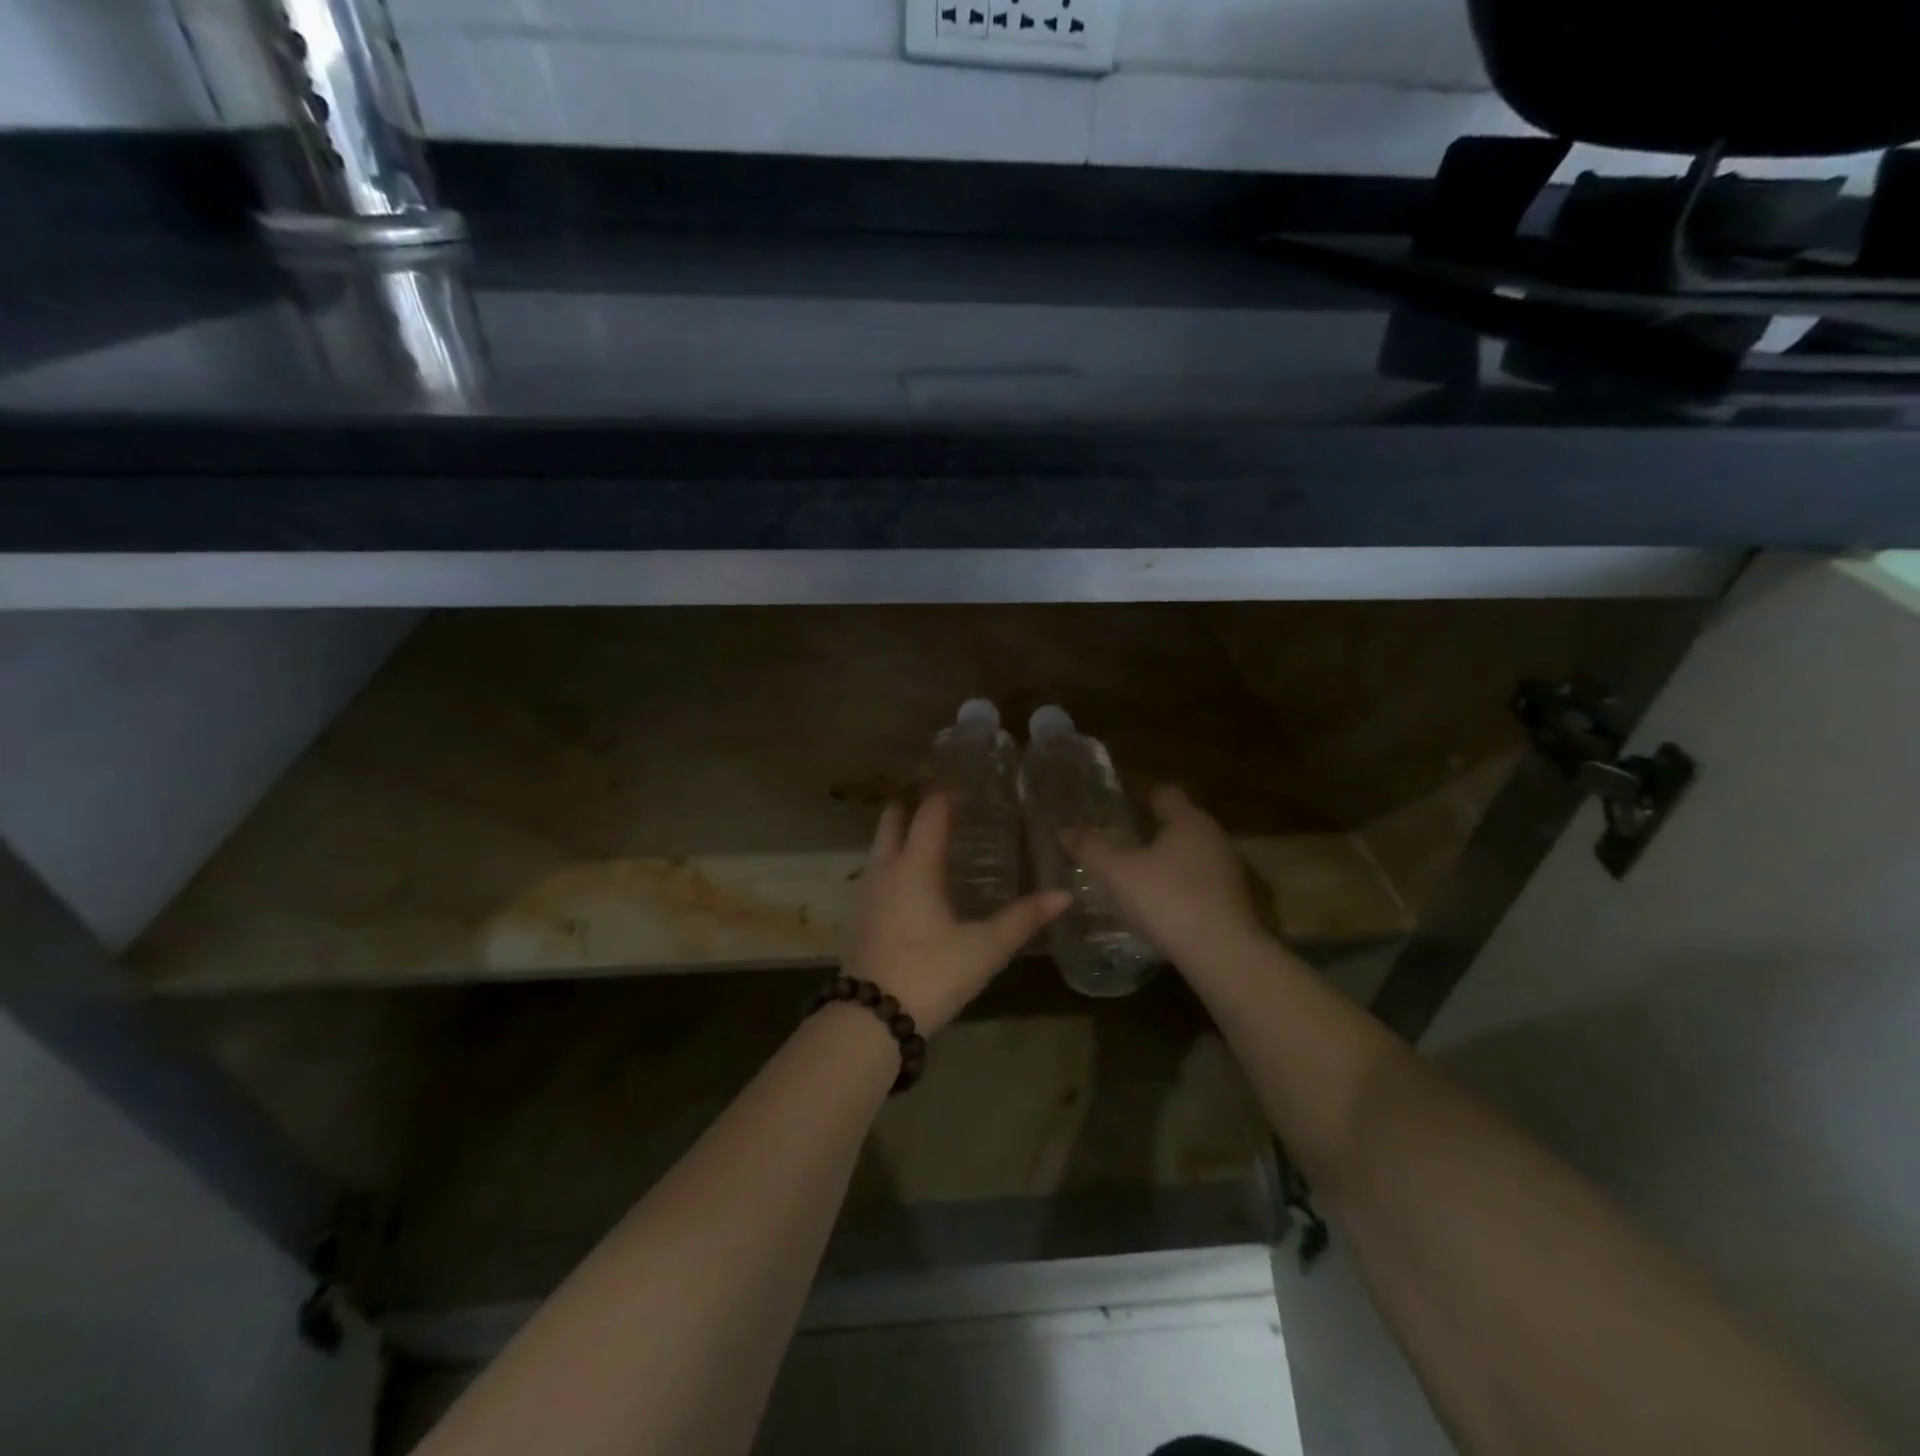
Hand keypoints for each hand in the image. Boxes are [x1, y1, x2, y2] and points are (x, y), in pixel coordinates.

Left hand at [845, 794, 1070, 1033]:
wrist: (872, 1019)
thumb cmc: (931, 973)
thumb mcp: (984, 948)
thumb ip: (1023, 919)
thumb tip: (1064, 895)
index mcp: (915, 867)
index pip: (929, 815)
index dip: (943, 795)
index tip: (960, 781)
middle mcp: (885, 871)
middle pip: (892, 823)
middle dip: (910, 805)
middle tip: (936, 799)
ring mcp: (866, 894)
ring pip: (878, 848)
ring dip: (896, 834)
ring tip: (923, 834)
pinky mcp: (859, 918)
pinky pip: (874, 874)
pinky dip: (890, 862)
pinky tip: (907, 881)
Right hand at [1066, 785, 1267, 967]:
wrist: (1223, 955)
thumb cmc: (1167, 900)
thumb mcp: (1117, 873)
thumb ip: (1090, 847)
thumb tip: (1064, 829)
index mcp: (1188, 819)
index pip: (1163, 792)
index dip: (1138, 795)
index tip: (1116, 805)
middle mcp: (1213, 836)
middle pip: (1178, 822)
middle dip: (1150, 828)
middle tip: (1118, 840)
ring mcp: (1228, 869)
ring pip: (1190, 852)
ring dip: (1165, 858)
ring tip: (1134, 873)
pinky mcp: (1234, 900)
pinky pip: (1200, 880)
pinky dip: (1179, 884)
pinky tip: (1160, 902)